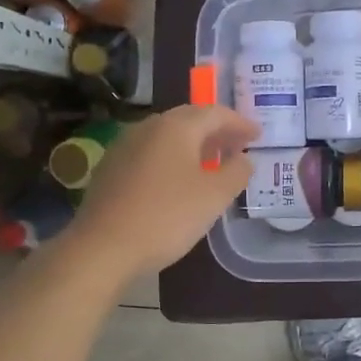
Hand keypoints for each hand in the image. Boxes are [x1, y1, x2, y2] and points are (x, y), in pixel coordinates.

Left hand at [58, 105, 258, 281]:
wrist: (103, 247)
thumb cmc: (167, 217)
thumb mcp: (214, 196)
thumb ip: (236, 172)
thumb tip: (243, 158)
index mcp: (176, 127)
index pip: (215, 113)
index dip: (240, 123)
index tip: (258, 135)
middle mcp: (148, 127)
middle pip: (189, 119)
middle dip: (216, 131)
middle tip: (237, 146)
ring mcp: (124, 146)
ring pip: (167, 136)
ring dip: (193, 145)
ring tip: (211, 164)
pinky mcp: (110, 168)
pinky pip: (150, 153)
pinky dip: (172, 159)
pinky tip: (178, 181)